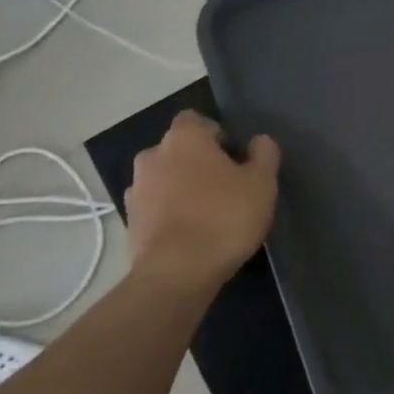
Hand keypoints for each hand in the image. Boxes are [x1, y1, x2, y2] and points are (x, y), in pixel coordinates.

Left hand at [124, 111, 279, 296]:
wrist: (177, 273)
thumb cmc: (224, 217)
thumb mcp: (262, 182)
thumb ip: (264, 153)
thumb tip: (258, 141)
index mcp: (184, 138)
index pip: (196, 120)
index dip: (216, 135)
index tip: (234, 158)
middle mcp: (152, 156)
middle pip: (178, 150)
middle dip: (197, 163)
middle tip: (225, 186)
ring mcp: (136, 190)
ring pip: (164, 179)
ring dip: (181, 189)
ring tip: (207, 214)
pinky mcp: (130, 223)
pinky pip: (155, 208)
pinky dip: (169, 214)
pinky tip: (191, 234)